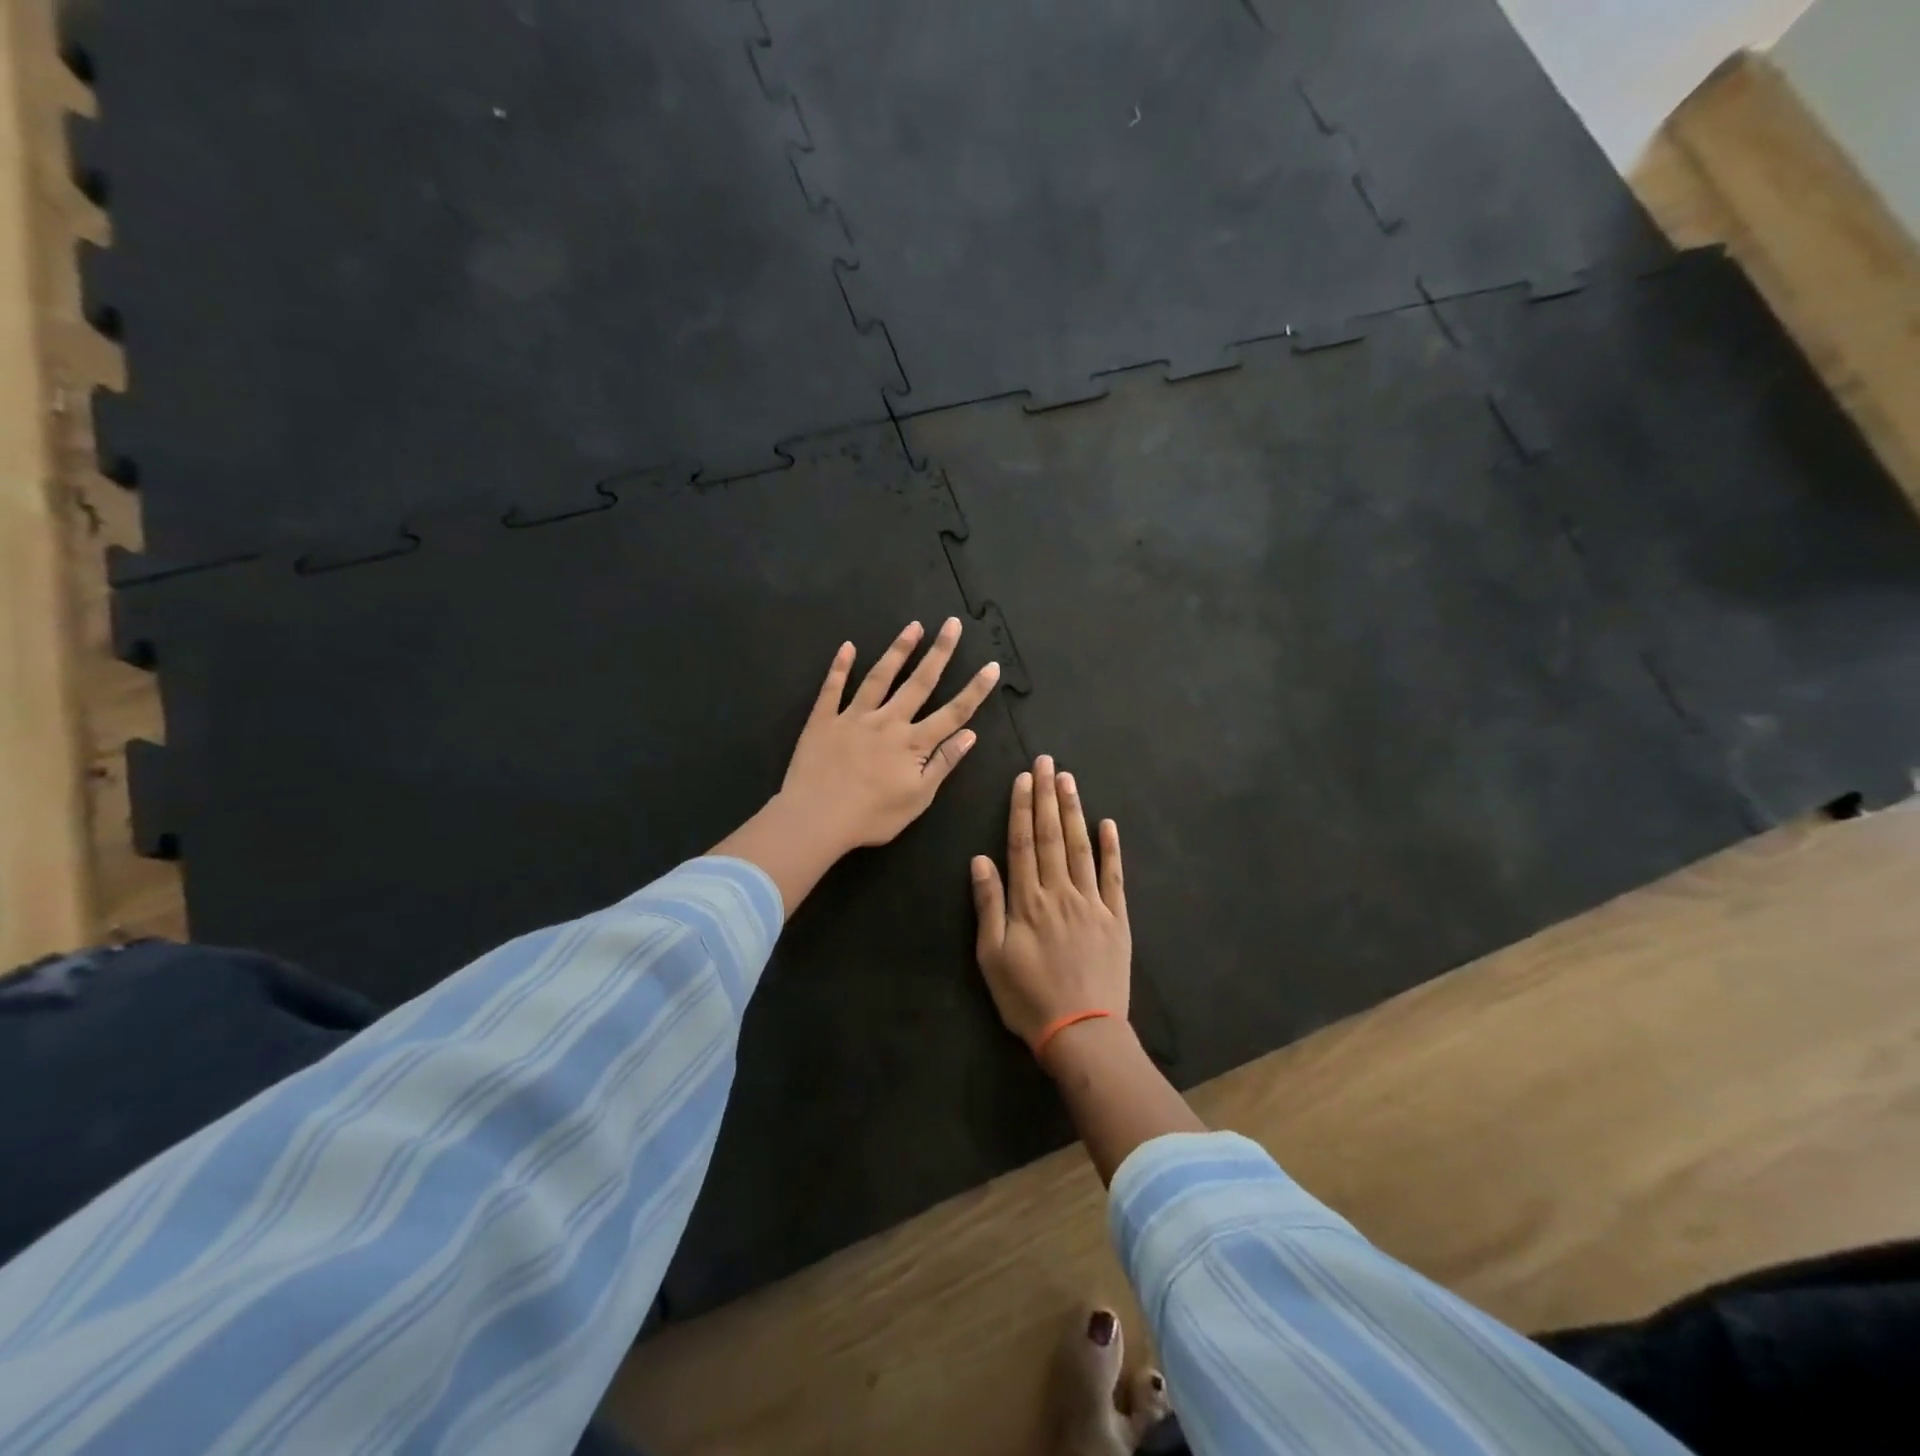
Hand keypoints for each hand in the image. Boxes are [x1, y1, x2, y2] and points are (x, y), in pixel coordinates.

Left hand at [715, 619, 1000, 918]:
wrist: (815, 818)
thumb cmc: (871, 816)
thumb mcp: (918, 798)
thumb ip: (943, 763)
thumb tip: (970, 734)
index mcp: (912, 743)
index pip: (952, 713)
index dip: (974, 690)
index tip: (992, 666)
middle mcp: (887, 722)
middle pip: (919, 683)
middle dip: (939, 653)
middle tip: (952, 624)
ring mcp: (853, 717)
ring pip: (879, 677)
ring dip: (898, 650)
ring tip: (913, 627)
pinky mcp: (823, 720)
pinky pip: (832, 689)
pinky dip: (840, 667)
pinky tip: (847, 647)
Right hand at [971, 756, 1130, 1060]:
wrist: (1083, 1033)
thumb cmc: (1028, 998)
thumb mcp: (992, 957)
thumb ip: (988, 906)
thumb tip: (980, 860)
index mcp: (1028, 901)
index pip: (1023, 844)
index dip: (1022, 808)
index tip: (1024, 778)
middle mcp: (1060, 892)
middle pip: (1052, 836)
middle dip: (1047, 796)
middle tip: (1047, 762)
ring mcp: (1092, 903)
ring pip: (1082, 848)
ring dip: (1075, 811)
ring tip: (1069, 780)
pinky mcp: (1117, 919)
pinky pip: (1114, 877)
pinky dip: (1111, 849)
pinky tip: (1108, 824)